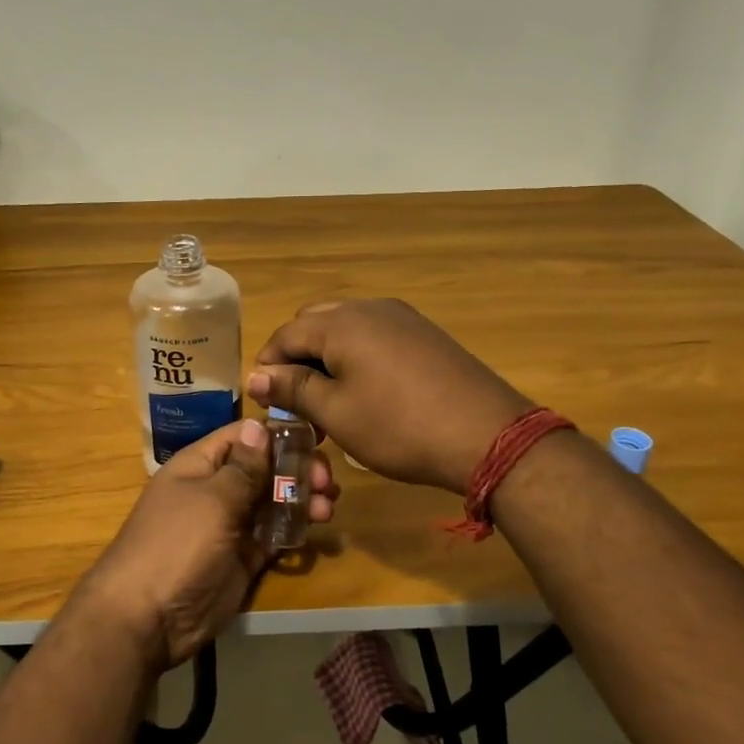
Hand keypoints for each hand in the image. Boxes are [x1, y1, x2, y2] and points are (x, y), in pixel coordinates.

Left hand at [76, 418, 338, 670]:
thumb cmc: (177, 544)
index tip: (319, 437)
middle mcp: (216, 490)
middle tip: (328, 481)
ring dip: (301, 499)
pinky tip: (315, 526)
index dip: (279, 433)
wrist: (149, 618)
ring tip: (328, 506)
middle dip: (297, 469)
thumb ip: (243, 467)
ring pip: (272, 502)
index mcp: (200, 465)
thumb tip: (258, 424)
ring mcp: (230, 525)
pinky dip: (294, 528)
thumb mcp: (212, 499)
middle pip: (264, 469)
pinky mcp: (242, 558)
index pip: (244, 437)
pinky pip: (273, 535)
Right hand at [248, 299, 532, 494]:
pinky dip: (356, 359)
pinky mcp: (425, 335)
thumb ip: (293, 388)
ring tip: (328, 403)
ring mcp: (403, 318)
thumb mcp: (336, 412)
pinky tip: (365, 394)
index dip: (268, 366)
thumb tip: (256, 375)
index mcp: (342, 322)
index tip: (264, 401)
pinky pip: (375, 337)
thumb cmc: (399, 426)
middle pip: (314, 324)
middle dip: (297, 359)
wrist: (487, 435)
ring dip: (327, 359)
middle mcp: (370, 308)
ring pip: (346, 330)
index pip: (286, 334)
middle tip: (296, 402)